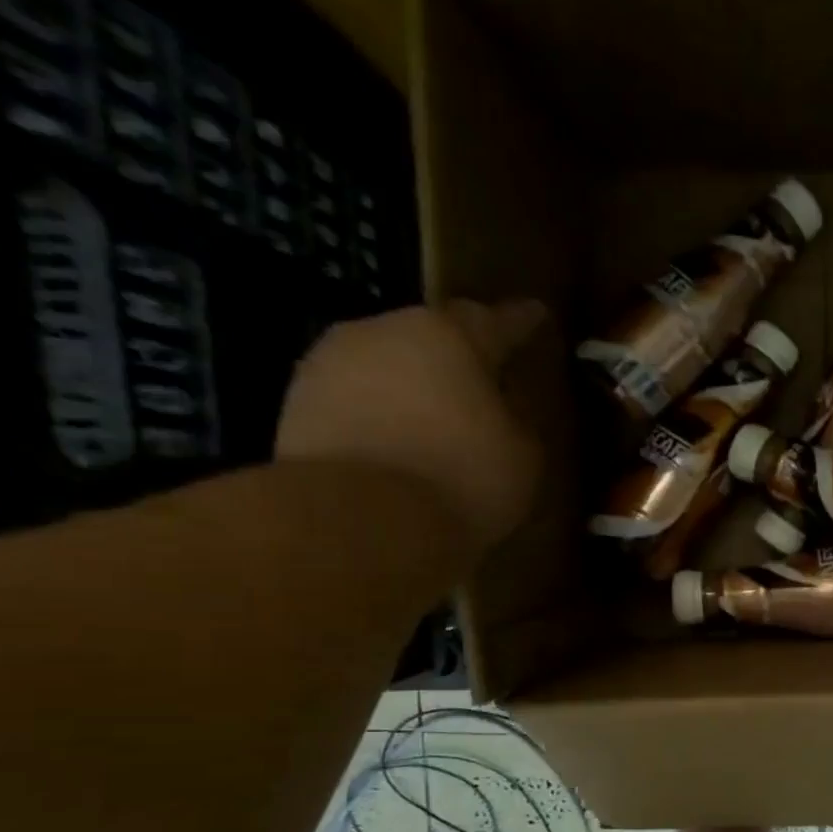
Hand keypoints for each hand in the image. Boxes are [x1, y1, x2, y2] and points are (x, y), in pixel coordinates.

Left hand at [276, 300, 547, 554]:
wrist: (361, 519)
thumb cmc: (463, 477)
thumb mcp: (524, 453)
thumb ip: (516, 419)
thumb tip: (500, 408)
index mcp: (448, 335)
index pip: (496, 319)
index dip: (520, 321)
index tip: (536, 312)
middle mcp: (382, 331)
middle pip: (431, 337)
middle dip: (458, 358)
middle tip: (483, 383)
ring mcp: (329, 364)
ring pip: (388, 367)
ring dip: (413, 388)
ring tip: (437, 422)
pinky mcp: (296, 404)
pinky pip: (357, 401)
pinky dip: (381, 417)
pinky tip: (399, 446)